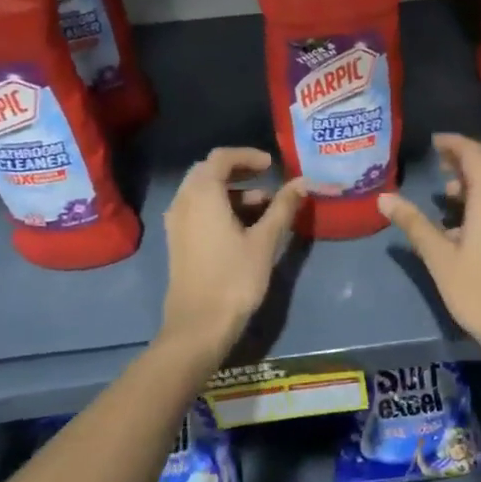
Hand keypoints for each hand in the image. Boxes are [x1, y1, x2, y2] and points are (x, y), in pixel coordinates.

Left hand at [159, 148, 307, 354]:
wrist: (198, 326)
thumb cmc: (234, 278)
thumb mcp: (265, 240)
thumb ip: (283, 207)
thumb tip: (303, 182)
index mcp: (202, 194)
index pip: (222, 157)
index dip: (248, 156)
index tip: (273, 165)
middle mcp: (183, 201)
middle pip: (209, 172)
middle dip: (240, 172)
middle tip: (269, 179)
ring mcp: (177, 223)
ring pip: (204, 193)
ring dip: (233, 192)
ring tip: (265, 208)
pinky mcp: (178, 241)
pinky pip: (198, 210)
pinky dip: (221, 208)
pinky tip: (245, 227)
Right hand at [378, 134, 480, 367]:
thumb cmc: (478, 293)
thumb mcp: (440, 259)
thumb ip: (414, 224)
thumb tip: (385, 198)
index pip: (475, 155)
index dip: (454, 144)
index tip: (434, 143)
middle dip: (467, 157)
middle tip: (440, 163)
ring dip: (478, 178)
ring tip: (447, 194)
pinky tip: (467, 220)